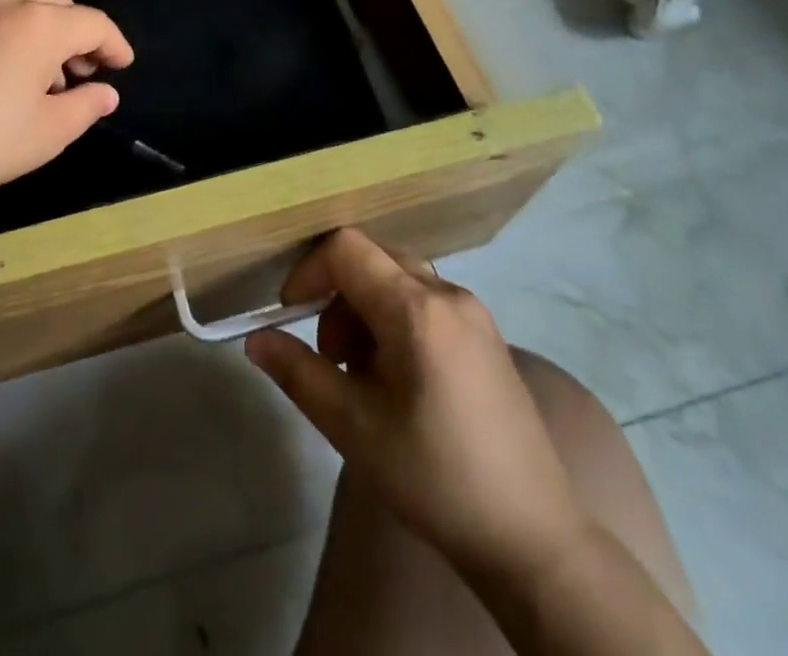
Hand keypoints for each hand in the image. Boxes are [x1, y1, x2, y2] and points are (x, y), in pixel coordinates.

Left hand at [0, 0, 132, 210]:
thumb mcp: (48, 132)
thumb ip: (86, 106)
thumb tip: (107, 93)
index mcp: (41, 24)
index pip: (93, 23)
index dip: (115, 43)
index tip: (124, 65)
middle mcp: (6, 3)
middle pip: (57, 6)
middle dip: (77, 35)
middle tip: (84, 69)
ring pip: (18, 8)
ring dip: (39, 34)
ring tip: (39, 76)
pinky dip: (2, 35)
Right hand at [245, 230, 588, 587]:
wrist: (533, 538)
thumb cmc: (434, 476)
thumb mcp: (353, 427)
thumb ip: (298, 372)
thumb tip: (255, 340)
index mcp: (417, 308)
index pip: (346, 248)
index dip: (309, 271)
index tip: (290, 314)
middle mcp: (448, 295)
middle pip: (372, 260)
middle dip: (336, 295)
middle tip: (331, 356)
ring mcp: (474, 313)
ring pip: (398, 280)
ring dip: (364, 309)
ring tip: (362, 374)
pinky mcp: (487, 335)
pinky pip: (425, 301)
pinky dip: (394, 320)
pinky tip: (398, 379)